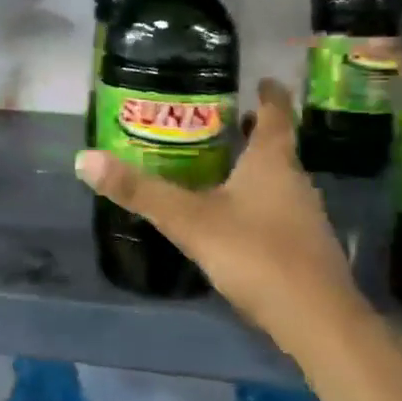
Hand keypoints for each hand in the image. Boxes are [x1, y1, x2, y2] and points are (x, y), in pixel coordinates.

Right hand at [75, 80, 357, 347]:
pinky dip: (255, 204)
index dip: (268, 94)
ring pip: (276, 182)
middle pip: (275, 148)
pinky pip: (277, 212)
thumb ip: (140, 191)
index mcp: (272, 163)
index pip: (276, 114)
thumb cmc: (256, 254)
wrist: (317, 321)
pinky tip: (231, 221)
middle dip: (249, 133)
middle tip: (216, 124)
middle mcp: (294, 182)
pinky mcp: (304, 249)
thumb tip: (85, 158)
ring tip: (216, 169)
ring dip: (251, 171)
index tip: (260, 79)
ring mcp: (304, 218)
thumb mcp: (189, 220)